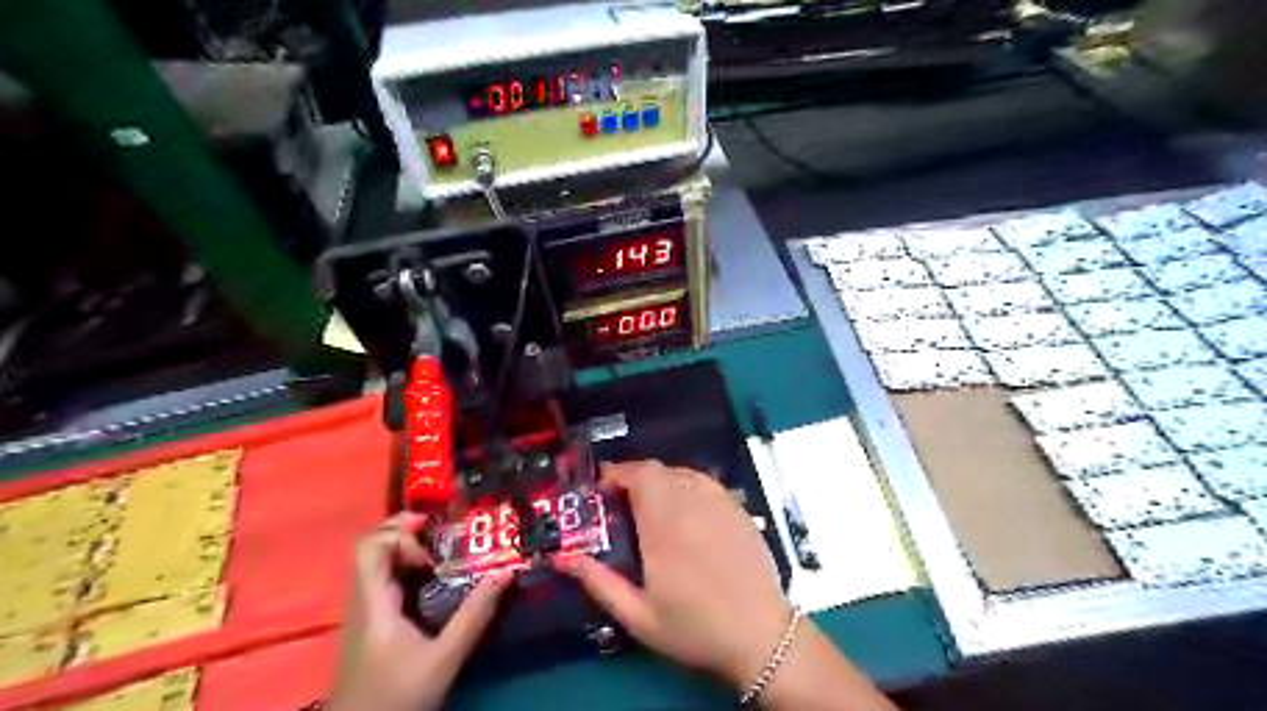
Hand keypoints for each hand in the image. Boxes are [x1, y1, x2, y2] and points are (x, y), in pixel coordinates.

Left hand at [326, 512, 514, 710]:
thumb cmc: (397, 698)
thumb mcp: (444, 659)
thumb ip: (474, 616)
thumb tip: (506, 573)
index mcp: (373, 602)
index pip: (369, 546)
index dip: (399, 532)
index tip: (433, 540)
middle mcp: (363, 600)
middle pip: (374, 548)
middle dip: (409, 532)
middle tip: (445, 531)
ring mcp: (364, 612)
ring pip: (379, 564)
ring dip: (409, 549)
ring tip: (446, 550)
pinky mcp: (372, 625)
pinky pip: (385, 581)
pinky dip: (408, 569)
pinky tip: (435, 579)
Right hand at [556, 461, 789, 687]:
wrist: (760, 635)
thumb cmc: (694, 628)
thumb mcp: (638, 616)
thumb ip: (599, 583)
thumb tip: (563, 558)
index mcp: (665, 526)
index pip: (639, 477)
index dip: (617, 473)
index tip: (601, 487)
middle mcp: (692, 504)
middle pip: (658, 470)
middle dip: (634, 477)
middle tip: (621, 500)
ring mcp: (719, 503)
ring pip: (682, 472)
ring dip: (660, 480)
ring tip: (650, 504)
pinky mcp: (738, 509)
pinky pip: (705, 482)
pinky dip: (686, 485)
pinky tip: (683, 509)